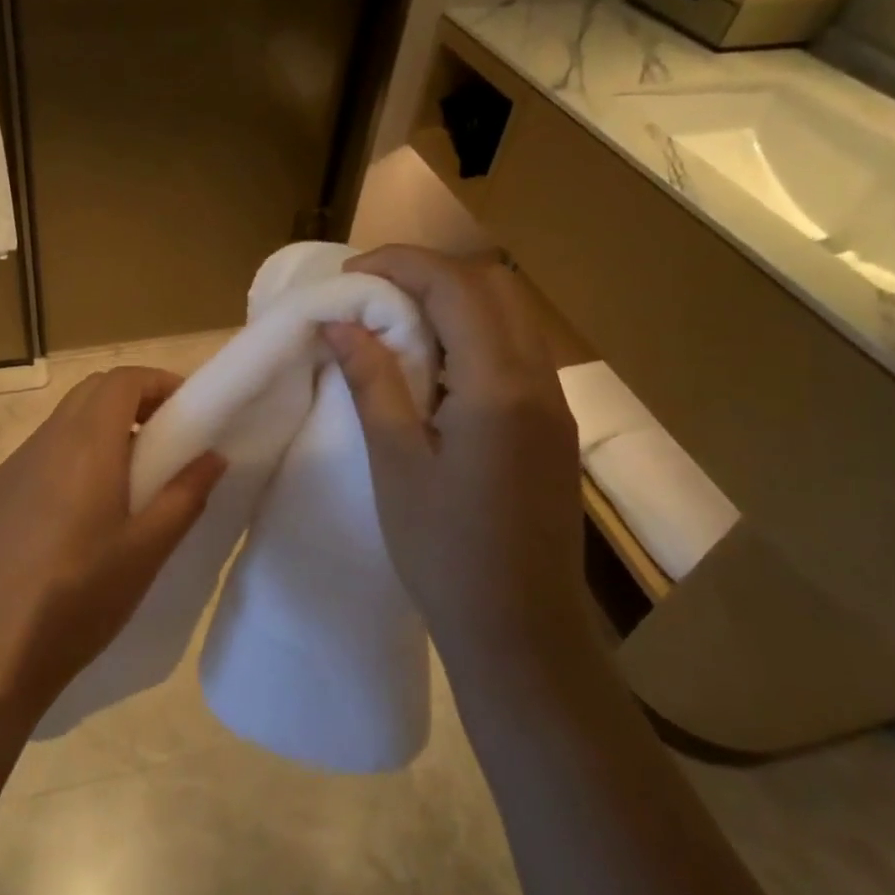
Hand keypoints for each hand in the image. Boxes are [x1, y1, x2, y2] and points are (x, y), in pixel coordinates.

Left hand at [0, 367, 225, 723]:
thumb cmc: (80, 599)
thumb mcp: (147, 551)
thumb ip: (185, 495)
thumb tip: (213, 456)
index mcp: (86, 446)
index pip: (122, 380)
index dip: (158, 382)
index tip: (187, 411)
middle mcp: (44, 443)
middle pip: (91, 392)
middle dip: (132, 400)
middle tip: (164, 439)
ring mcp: (11, 469)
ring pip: (62, 424)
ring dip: (99, 430)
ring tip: (125, 481)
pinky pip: (38, 457)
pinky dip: (69, 458)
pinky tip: (76, 515)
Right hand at [322, 244, 583, 666]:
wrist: (519, 630)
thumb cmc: (444, 551)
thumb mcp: (397, 463)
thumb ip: (373, 382)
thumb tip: (340, 324)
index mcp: (499, 386)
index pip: (455, 286)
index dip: (399, 265)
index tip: (350, 275)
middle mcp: (539, 380)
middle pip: (493, 286)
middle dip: (429, 274)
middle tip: (372, 295)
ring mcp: (553, 403)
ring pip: (509, 316)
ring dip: (452, 302)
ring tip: (394, 325)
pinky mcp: (551, 426)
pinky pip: (514, 351)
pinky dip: (471, 335)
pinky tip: (434, 368)